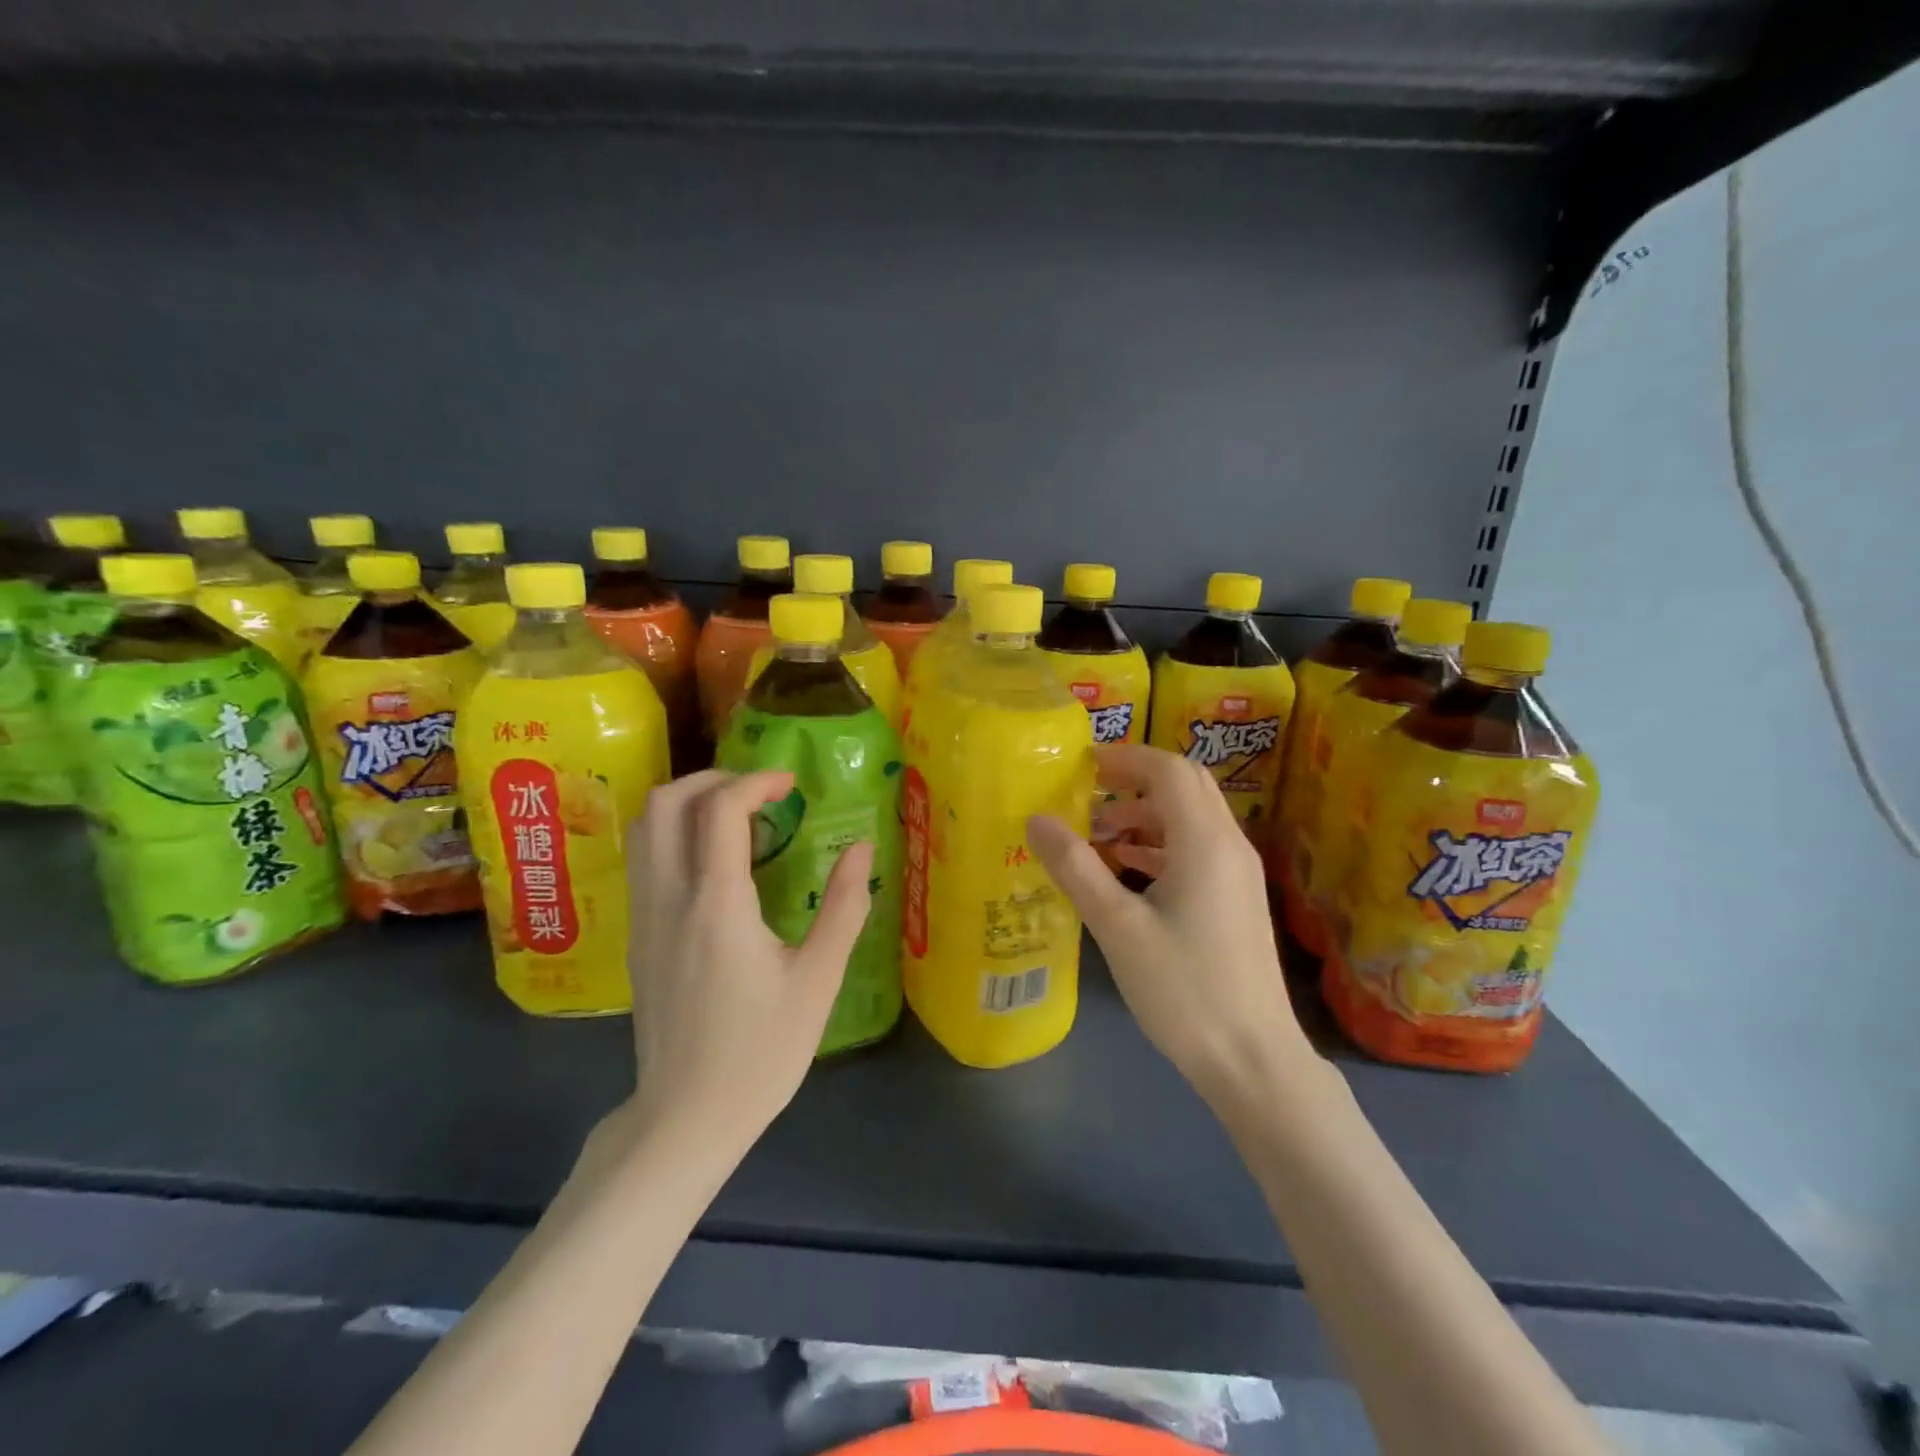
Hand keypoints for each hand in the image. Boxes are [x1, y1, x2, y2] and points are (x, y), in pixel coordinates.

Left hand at [621, 769, 874, 1152]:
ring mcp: (645, 916)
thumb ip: (843, 907)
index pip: (719, 809)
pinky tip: (714, 860)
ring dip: (687, 801)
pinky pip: (644, 858)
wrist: (686, 1117)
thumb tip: (861, 848)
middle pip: (666, 802)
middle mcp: (669, 898)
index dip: (756, 781)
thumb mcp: (817, 981)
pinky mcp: (638, 935)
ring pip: (645, 827)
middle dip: (714, 778)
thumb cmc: (760, 1052)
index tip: (791, 783)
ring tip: (737, 816)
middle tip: (759, 793)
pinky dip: (674, 832)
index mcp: (716, 905)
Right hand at [1028, 744, 1312, 1110]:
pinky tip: (1127, 868)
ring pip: (1191, 817)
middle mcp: (1229, 845)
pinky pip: (1197, 848)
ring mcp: (1238, 873)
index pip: (1168, 769)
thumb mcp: (1117, 926)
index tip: (1081, 764)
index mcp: (1204, 841)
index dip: (1125, 757)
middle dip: (1135, 778)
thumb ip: (1075, 866)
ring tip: (1097, 833)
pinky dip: (1160, 843)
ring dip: (1146, 812)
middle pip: (1185, 785)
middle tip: (1088, 790)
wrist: (1252, 1059)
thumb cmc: (1182, 988)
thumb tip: (1036, 819)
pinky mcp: (1237, 899)